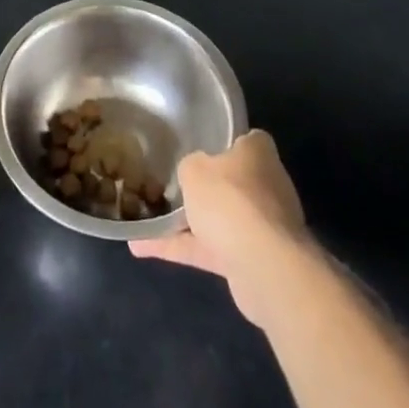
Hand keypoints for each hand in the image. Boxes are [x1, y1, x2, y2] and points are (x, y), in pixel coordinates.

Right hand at [130, 129, 314, 329]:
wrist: (262, 267)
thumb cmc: (230, 199)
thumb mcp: (194, 168)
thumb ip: (191, 166)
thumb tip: (194, 173)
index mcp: (259, 155)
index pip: (246, 140)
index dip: (225, 141)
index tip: (200, 144)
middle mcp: (266, 188)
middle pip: (232, 181)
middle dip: (206, 186)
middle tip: (172, 181)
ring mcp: (261, 228)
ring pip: (219, 219)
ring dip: (185, 223)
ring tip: (146, 217)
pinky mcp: (250, 262)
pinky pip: (208, 249)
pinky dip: (178, 249)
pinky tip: (142, 247)